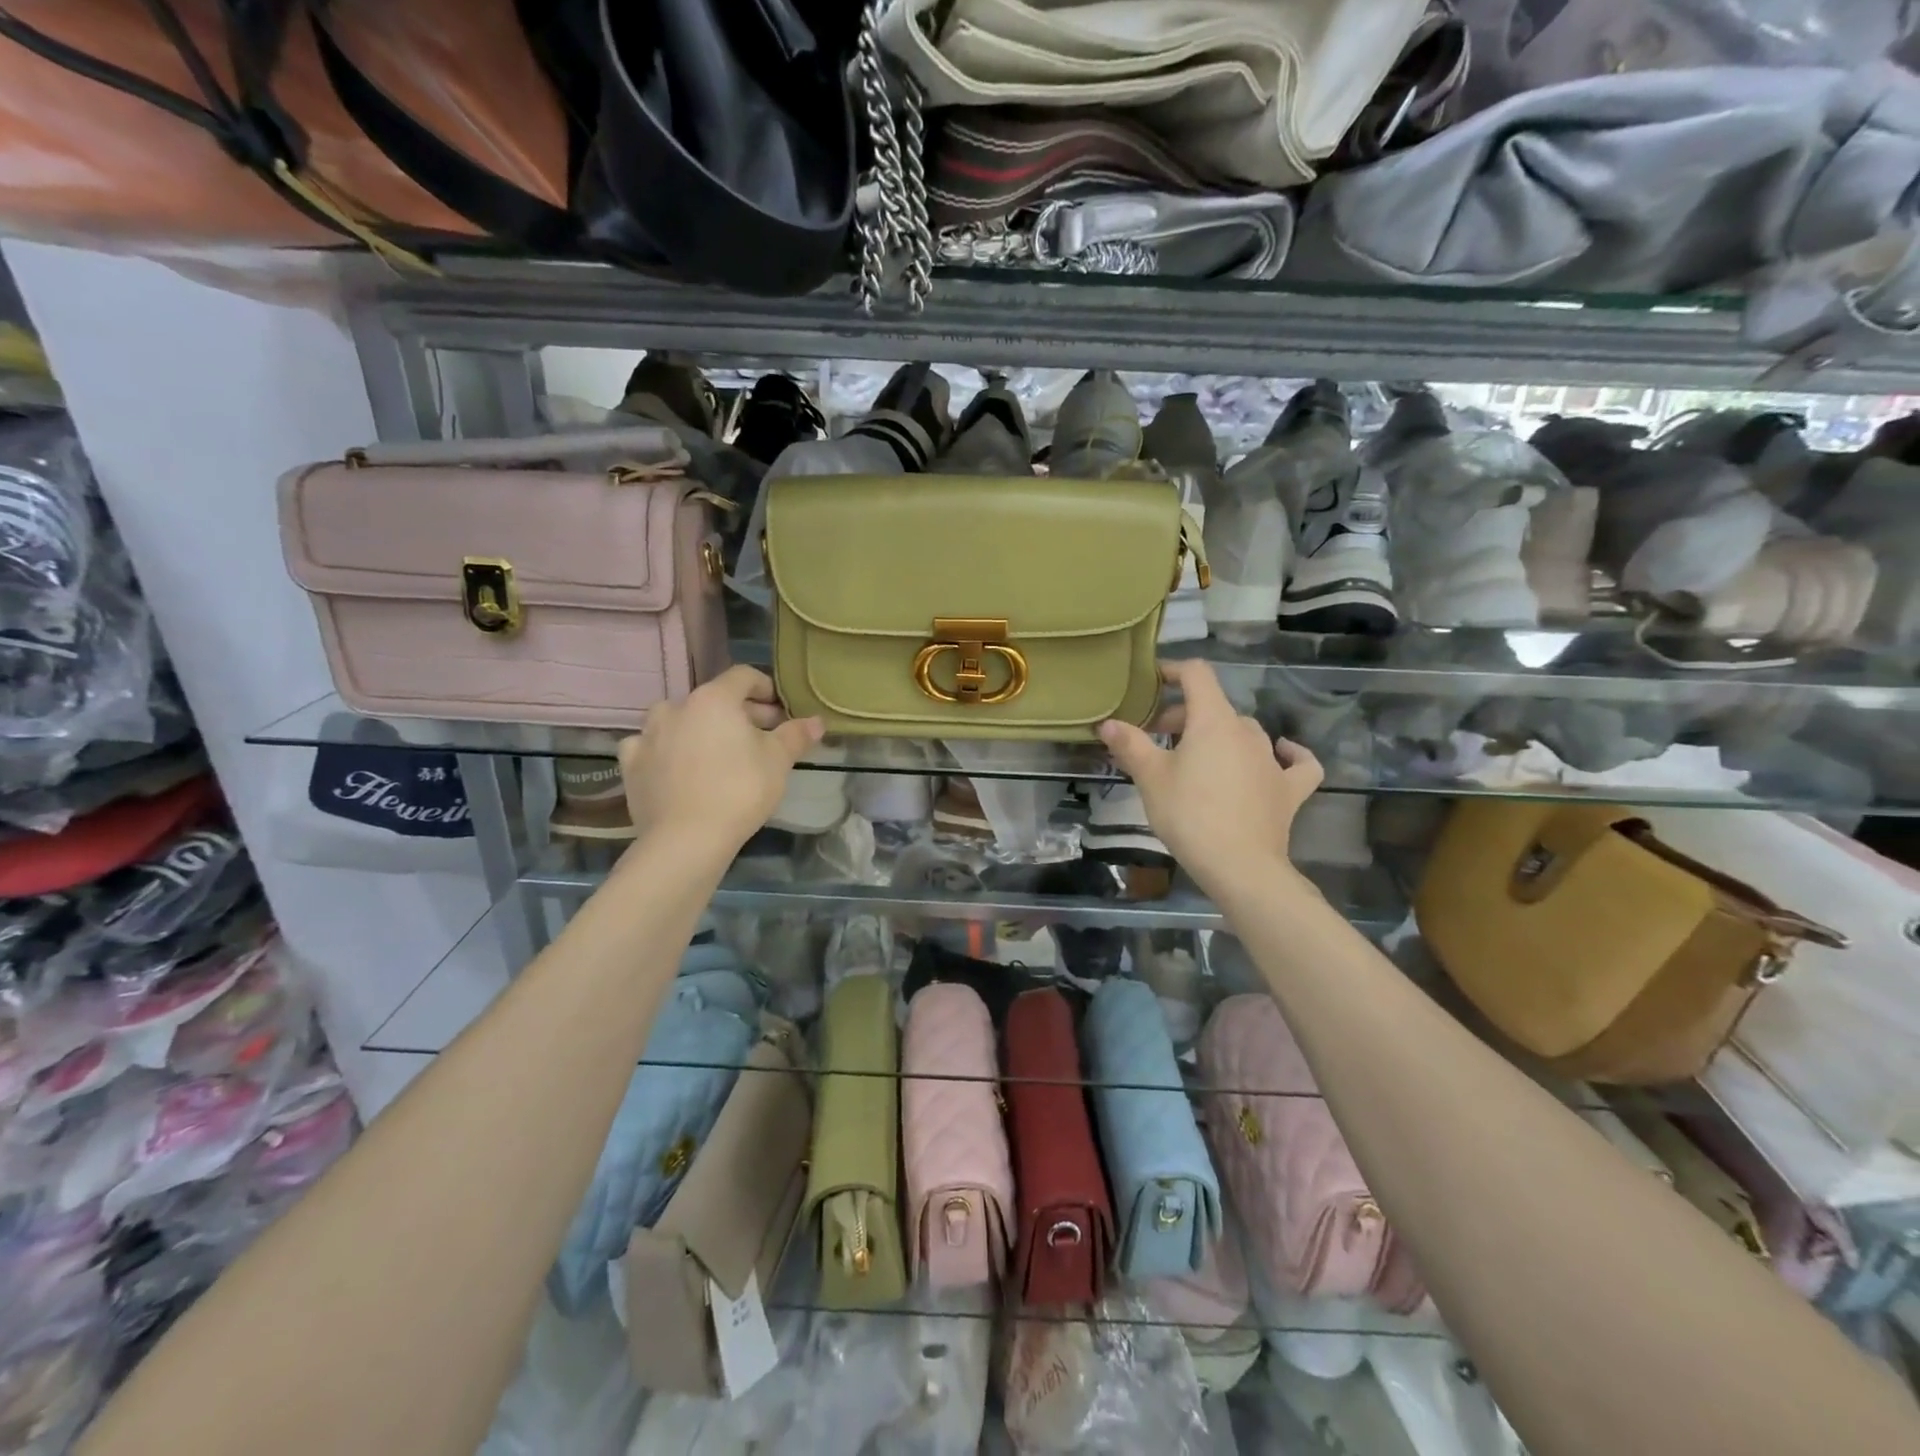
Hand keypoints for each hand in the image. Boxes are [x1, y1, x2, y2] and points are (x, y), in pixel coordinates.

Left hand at [618, 667, 823, 859]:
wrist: (686, 839)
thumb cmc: (740, 790)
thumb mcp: (778, 761)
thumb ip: (796, 735)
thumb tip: (816, 721)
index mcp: (714, 699)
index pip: (744, 677)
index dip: (766, 689)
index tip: (780, 712)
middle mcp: (676, 707)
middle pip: (713, 699)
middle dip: (740, 714)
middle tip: (761, 738)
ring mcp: (648, 734)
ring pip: (679, 720)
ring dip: (700, 729)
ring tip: (718, 753)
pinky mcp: (631, 764)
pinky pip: (652, 746)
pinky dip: (668, 751)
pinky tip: (679, 768)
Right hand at [1098, 660, 1322, 896]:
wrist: (1240, 866)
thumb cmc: (1189, 815)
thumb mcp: (1150, 778)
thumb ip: (1130, 745)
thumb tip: (1107, 723)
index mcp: (1213, 721)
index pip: (1197, 675)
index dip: (1173, 671)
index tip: (1152, 683)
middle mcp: (1247, 731)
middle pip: (1214, 707)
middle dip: (1183, 716)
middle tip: (1156, 739)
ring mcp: (1272, 760)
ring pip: (1245, 732)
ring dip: (1219, 736)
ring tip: (1196, 757)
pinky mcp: (1289, 789)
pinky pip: (1295, 762)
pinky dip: (1288, 754)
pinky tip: (1282, 754)